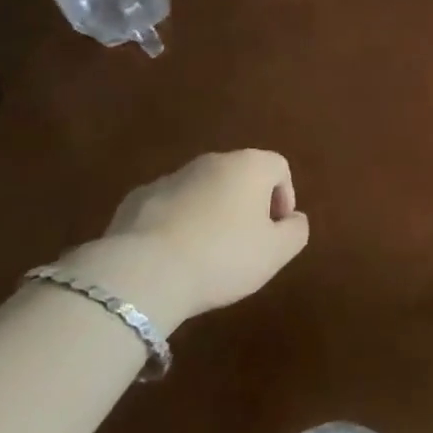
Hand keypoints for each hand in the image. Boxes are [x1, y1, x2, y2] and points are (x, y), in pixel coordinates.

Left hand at [60, 150, 308, 331]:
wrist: (143, 271)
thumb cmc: (223, 257)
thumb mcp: (276, 253)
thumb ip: (295, 231)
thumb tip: (294, 218)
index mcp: (249, 166)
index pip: (279, 167)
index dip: (285, 197)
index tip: (276, 231)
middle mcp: (212, 161)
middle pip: (240, 175)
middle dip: (246, 205)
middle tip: (245, 244)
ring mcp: (171, 177)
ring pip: (202, 190)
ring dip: (210, 213)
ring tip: (206, 254)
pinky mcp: (136, 199)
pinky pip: (168, 207)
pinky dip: (176, 223)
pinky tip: (171, 256)